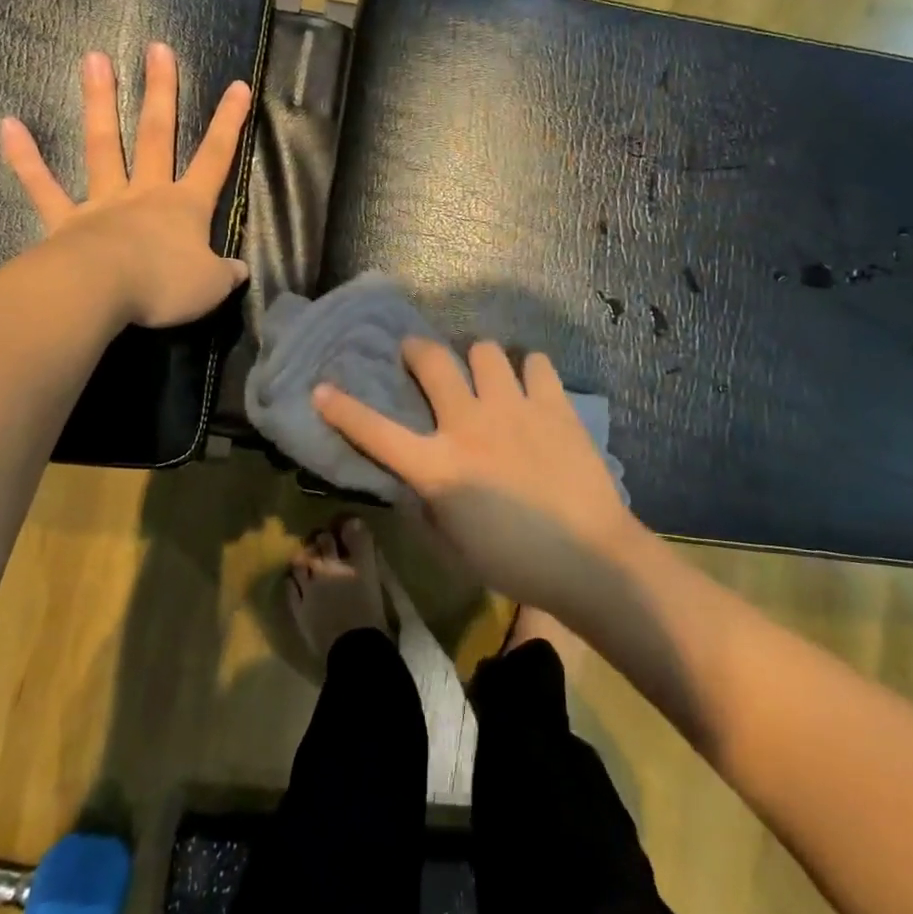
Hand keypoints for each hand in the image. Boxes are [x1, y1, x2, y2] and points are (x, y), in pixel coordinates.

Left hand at [0, 42, 252, 327]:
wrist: (102, 293)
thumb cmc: (164, 285)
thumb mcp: (211, 286)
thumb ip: (226, 273)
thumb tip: (240, 270)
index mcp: (185, 207)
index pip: (215, 158)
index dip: (229, 123)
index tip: (238, 86)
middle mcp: (145, 194)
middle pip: (155, 135)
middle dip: (161, 92)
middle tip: (157, 48)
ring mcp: (102, 203)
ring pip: (103, 146)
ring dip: (99, 102)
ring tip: (94, 58)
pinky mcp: (65, 222)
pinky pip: (43, 187)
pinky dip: (26, 158)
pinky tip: (8, 125)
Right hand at [312, 340, 650, 615]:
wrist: (590, 559)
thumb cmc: (515, 563)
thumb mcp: (453, 545)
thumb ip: (428, 504)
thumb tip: (418, 478)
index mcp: (439, 467)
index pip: (376, 432)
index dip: (343, 409)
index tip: (322, 388)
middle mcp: (470, 425)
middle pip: (433, 361)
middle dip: (417, 350)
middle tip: (418, 356)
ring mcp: (514, 409)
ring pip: (485, 351)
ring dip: (477, 360)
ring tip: (485, 377)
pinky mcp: (554, 405)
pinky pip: (536, 363)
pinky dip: (528, 371)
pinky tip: (531, 389)